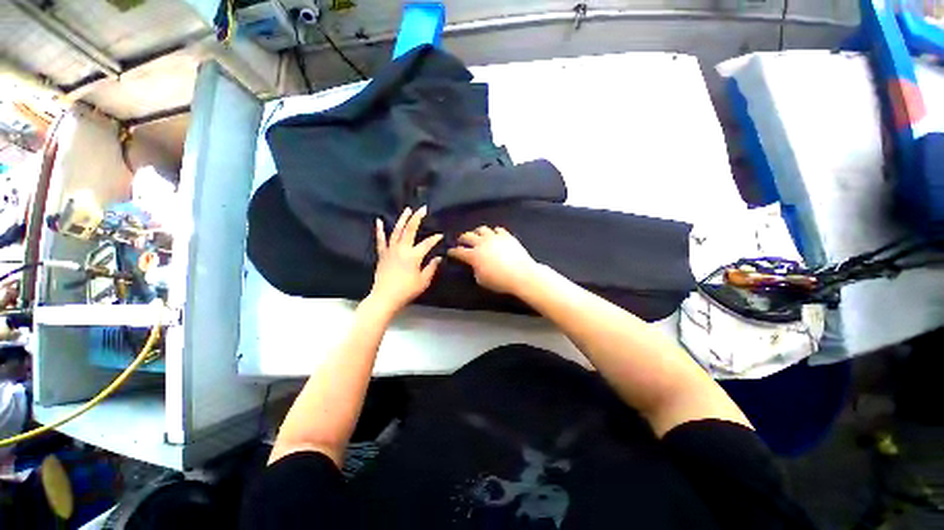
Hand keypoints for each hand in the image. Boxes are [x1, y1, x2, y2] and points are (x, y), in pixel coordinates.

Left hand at [367, 207, 442, 316]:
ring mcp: (390, 250)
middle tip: (423, 208)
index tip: (441, 235)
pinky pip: (381, 240)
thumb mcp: (423, 281)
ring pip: (397, 231)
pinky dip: (380, 230)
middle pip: (410, 230)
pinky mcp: (382, 254)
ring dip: (402, 219)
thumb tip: (438, 258)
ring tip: (407, 209)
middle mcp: (402, 249)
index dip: (435, 239)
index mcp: (414, 256)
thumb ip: (431, 268)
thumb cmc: (407, 291)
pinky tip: (378, 220)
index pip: (427, 243)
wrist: (385, 298)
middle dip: (417, 218)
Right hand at [447, 226, 539, 294]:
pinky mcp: (507, 236)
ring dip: (477, 232)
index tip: (450, 252)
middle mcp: (482, 243)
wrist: (522, 275)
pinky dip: (493, 232)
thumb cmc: (500, 281)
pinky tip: (494, 235)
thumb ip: (475, 270)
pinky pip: (497, 230)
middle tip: (461, 241)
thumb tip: (474, 265)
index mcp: (474, 255)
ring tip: (477, 235)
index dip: (453, 252)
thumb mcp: (482, 280)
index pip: (458, 251)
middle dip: (462, 238)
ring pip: (482, 229)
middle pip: (467, 236)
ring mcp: (495, 237)